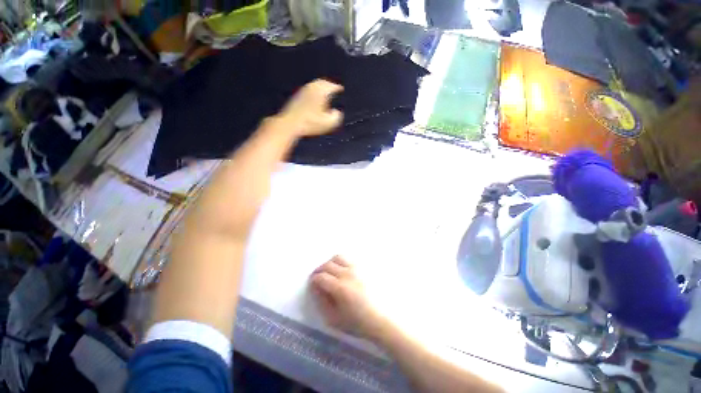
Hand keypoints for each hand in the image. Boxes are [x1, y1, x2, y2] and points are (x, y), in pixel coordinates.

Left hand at [276, 79, 343, 136]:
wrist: (290, 124)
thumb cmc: (310, 123)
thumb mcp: (329, 123)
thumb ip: (337, 116)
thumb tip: (338, 112)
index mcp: (321, 91)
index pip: (334, 86)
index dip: (340, 89)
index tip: (343, 91)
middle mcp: (312, 87)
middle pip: (324, 83)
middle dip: (330, 86)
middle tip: (335, 90)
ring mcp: (303, 90)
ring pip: (315, 86)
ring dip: (322, 89)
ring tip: (326, 95)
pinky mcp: (297, 96)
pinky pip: (309, 91)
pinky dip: (314, 93)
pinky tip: (315, 101)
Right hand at [309, 256, 387, 339]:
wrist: (380, 318)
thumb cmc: (357, 322)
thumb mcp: (334, 319)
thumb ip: (322, 302)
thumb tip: (316, 288)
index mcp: (340, 287)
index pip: (321, 277)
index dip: (314, 280)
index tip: (312, 284)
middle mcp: (347, 274)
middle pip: (327, 265)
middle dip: (319, 270)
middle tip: (318, 278)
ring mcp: (356, 269)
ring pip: (338, 258)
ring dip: (330, 263)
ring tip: (329, 272)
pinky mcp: (363, 268)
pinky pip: (348, 259)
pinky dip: (341, 262)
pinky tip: (341, 272)